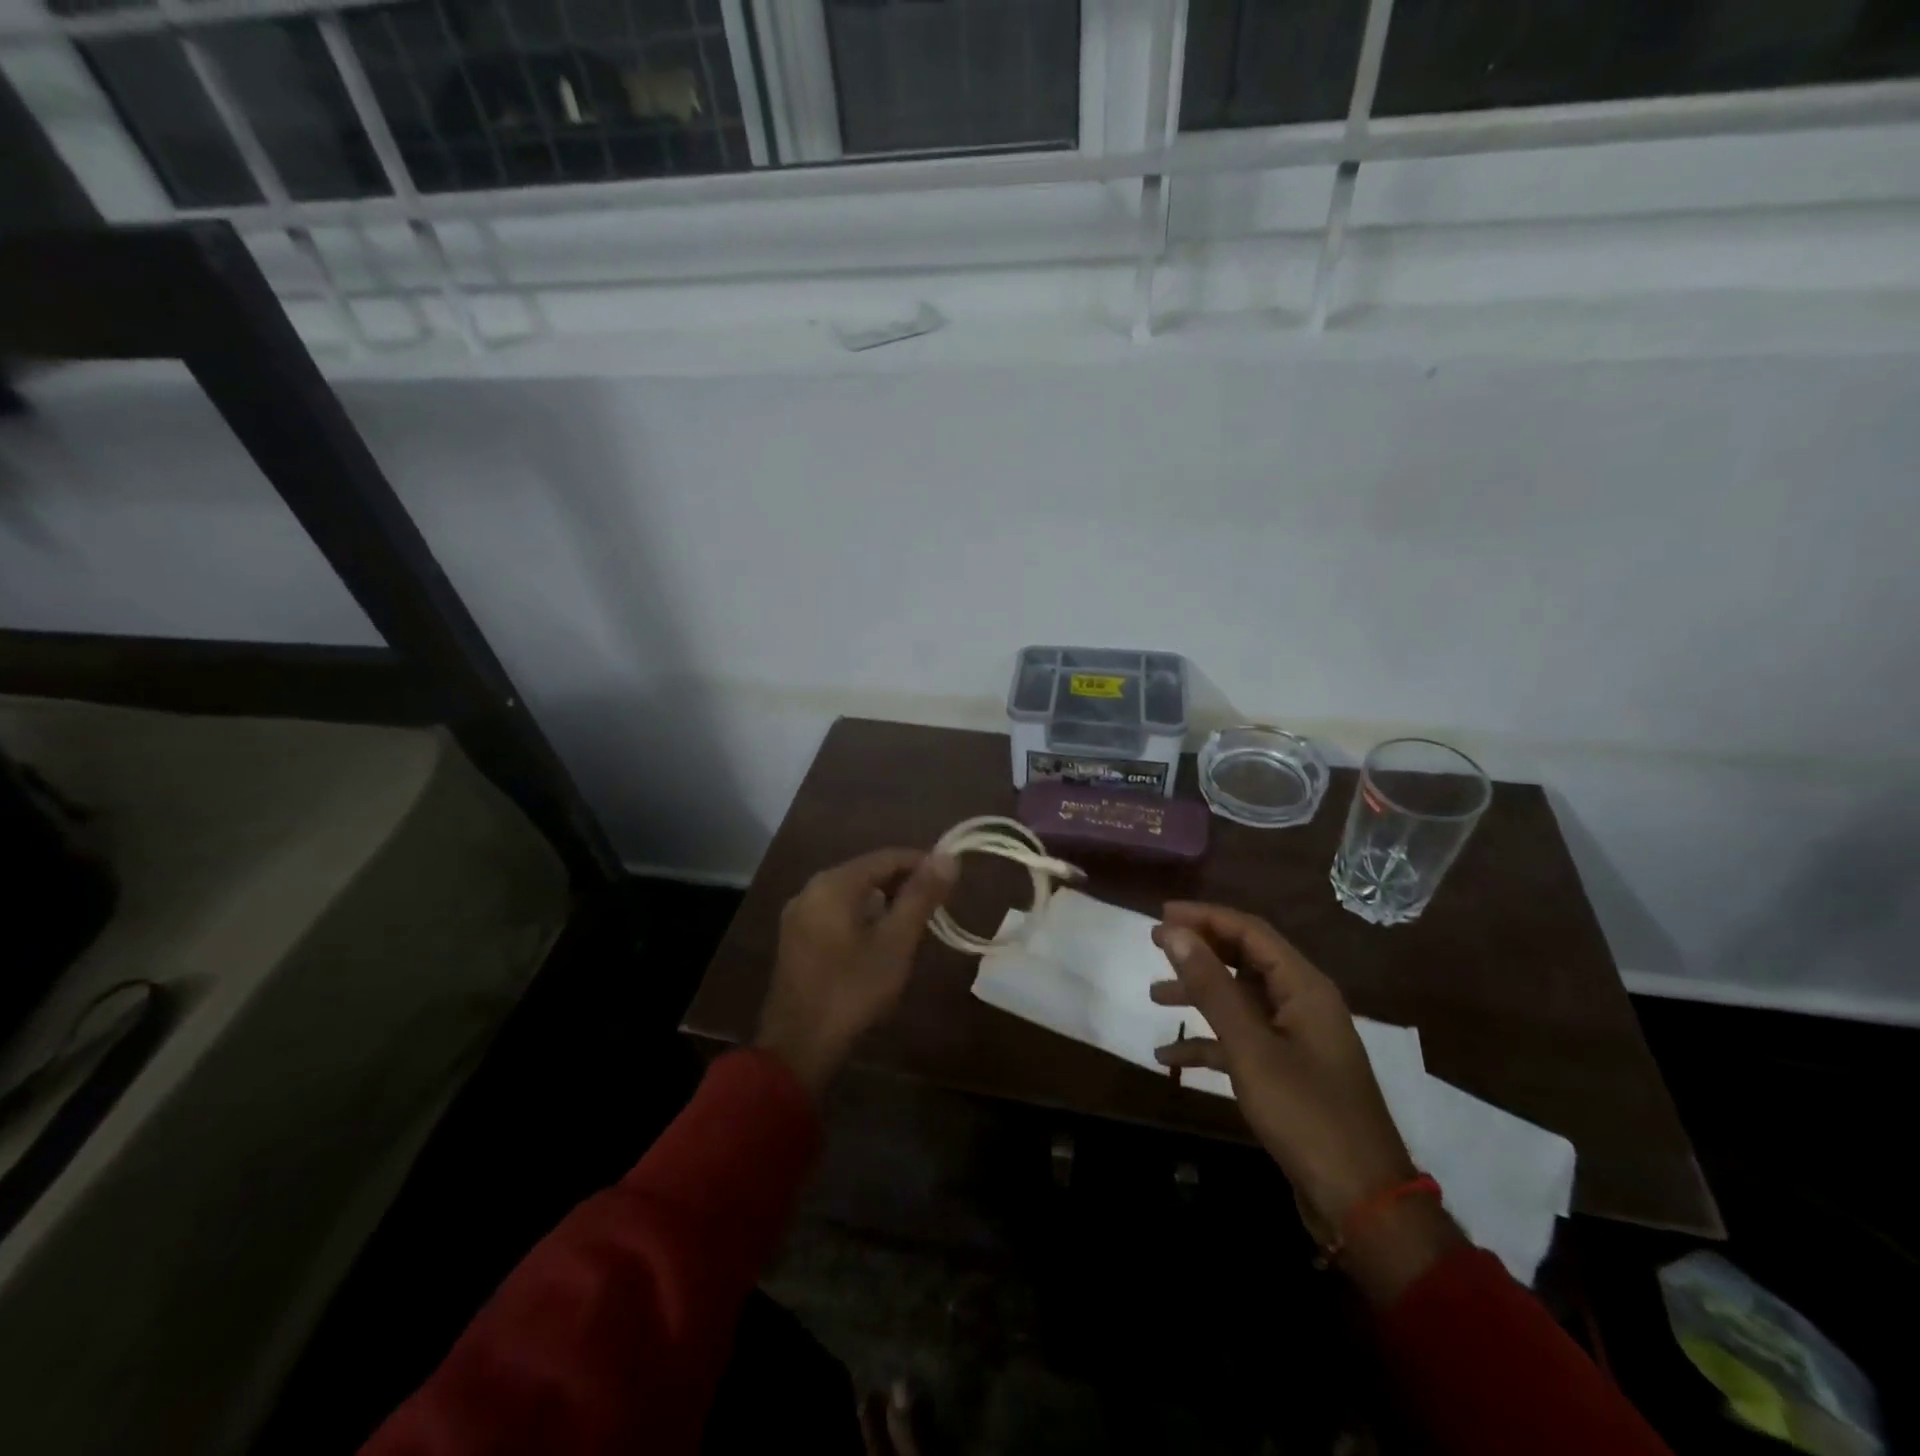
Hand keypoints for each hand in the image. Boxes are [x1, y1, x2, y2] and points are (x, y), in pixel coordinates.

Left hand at [755, 848, 956, 1099]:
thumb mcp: (896, 942)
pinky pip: (836, 913)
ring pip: (851, 894)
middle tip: (937, 902)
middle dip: (904, 882)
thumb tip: (948, 857)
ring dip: (884, 901)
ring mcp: (799, 915)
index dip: (922, 862)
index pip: (886, 857)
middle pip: (866, 872)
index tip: (951, 877)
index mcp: (834, 884)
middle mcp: (811, 890)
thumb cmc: (852, 990)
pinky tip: (880, 940)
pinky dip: (862, 917)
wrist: (798, 1047)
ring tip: (915, 921)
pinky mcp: (796, 940)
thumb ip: (921, 897)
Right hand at [1149, 903, 1457, 1296]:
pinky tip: (1169, 1056)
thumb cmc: (1306, 1113)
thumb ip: (1211, 986)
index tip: (1161, 914)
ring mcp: (1296, 1040)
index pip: (1251, 932)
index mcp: (1304, 987)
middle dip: (1200, 950)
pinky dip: (1208, 1042)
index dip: (1206, 917)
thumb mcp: (1250, 1046)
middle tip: (1154, 943)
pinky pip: (1242, 1041)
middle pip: (1245, 960)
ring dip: (1199, 995)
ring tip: (1154, 995)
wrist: (1361, 1202)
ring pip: (1240, 1000)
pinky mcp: (1288, 1072)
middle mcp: (1303, 1004)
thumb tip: (1174, 932)